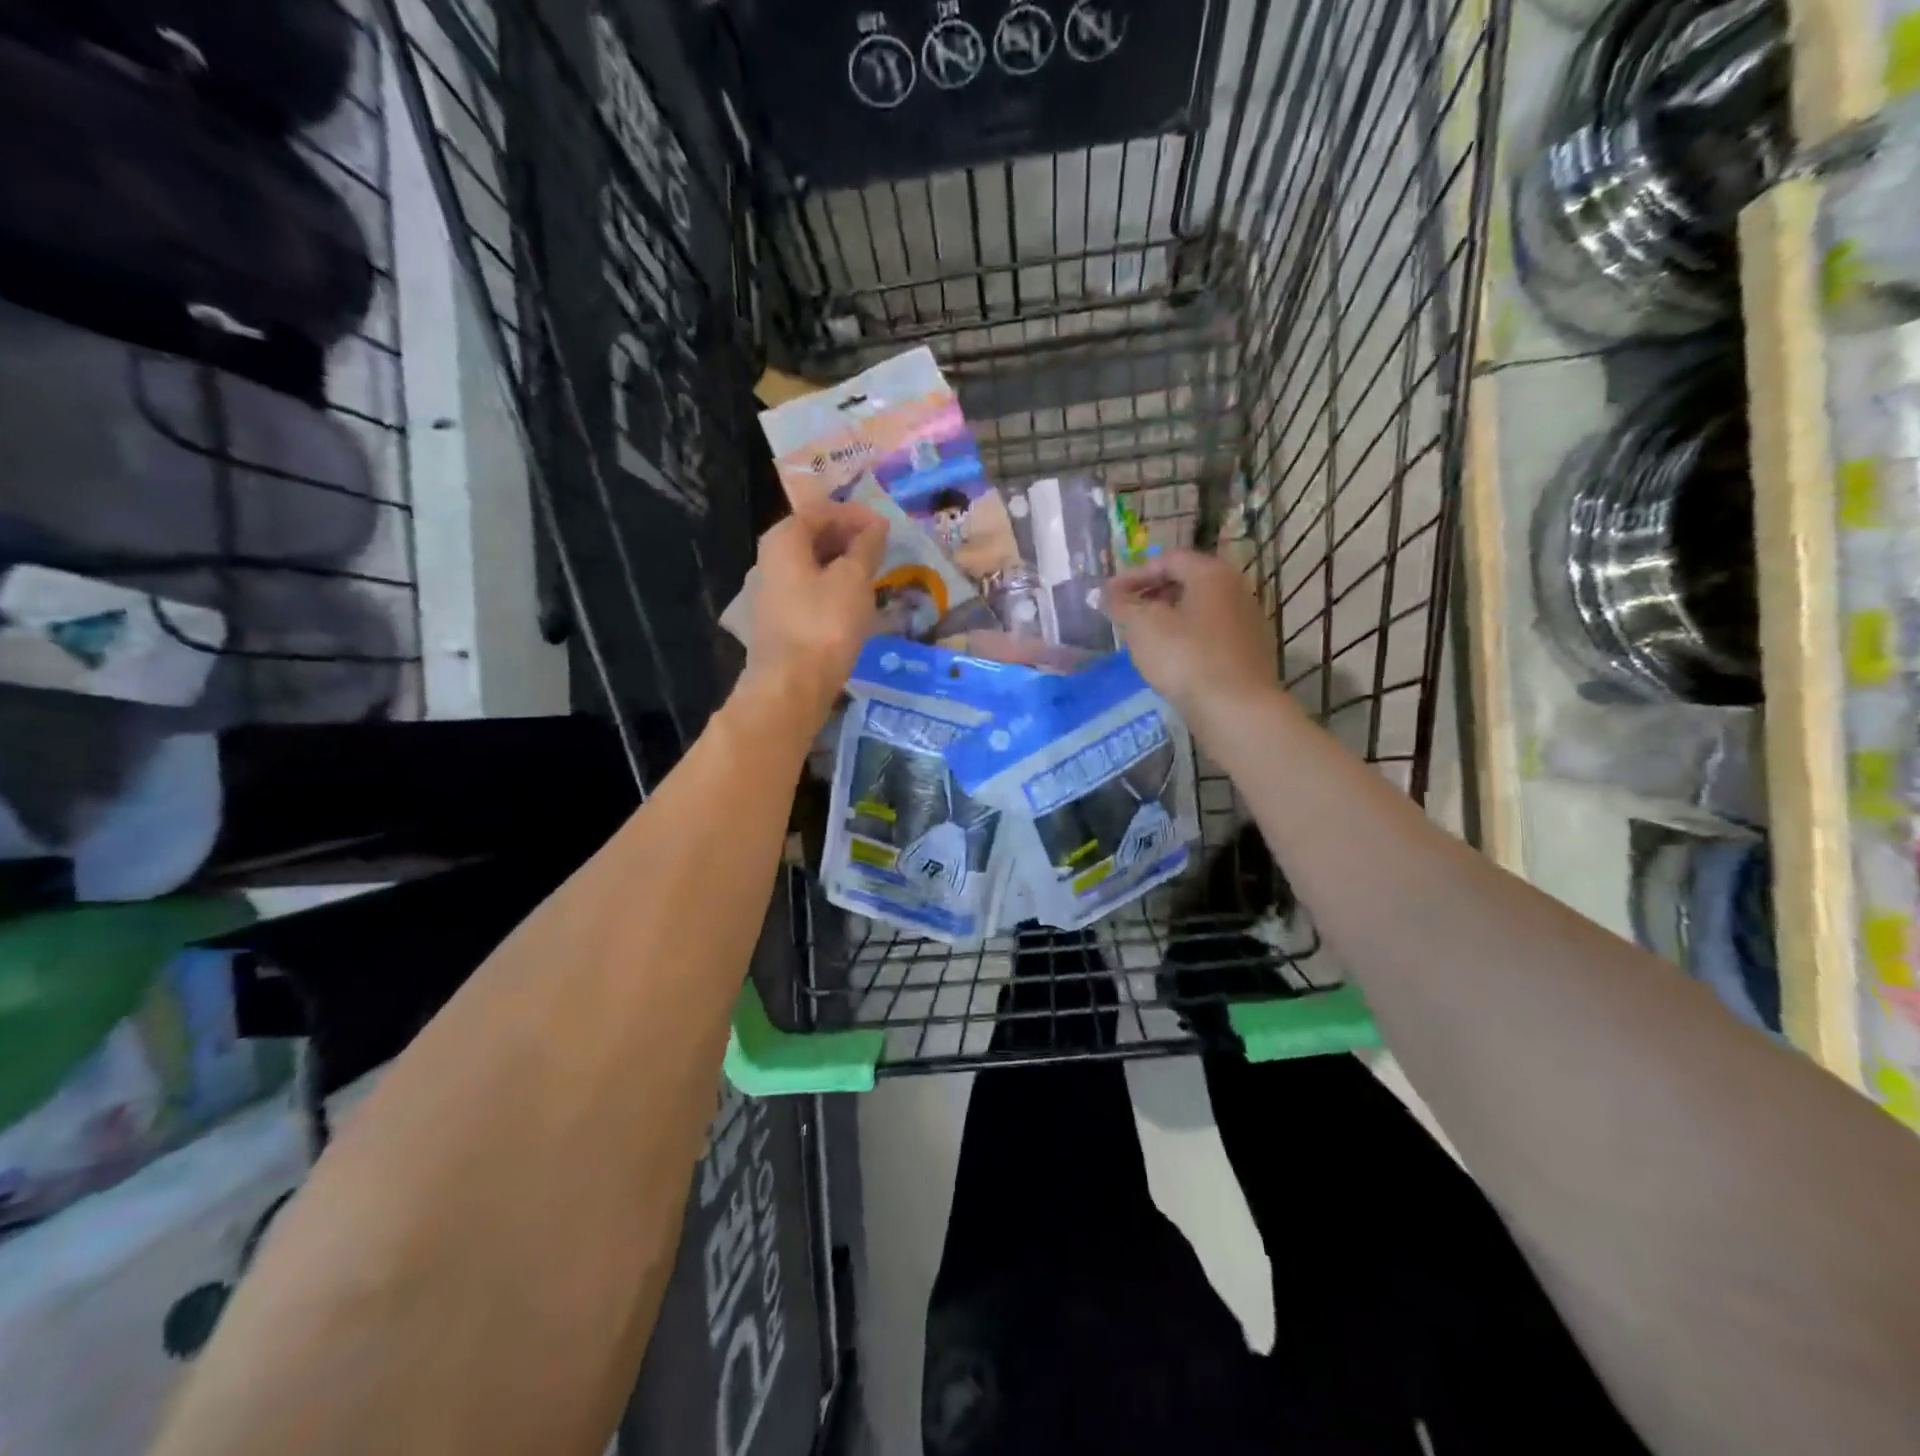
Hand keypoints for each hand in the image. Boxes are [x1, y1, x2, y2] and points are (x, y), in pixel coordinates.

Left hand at [742, 501, 887, 724]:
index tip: (885, 527)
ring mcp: (771, 592)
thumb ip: (866, 547)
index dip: (855, 515)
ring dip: (842, 565)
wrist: (792, 685)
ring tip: (873, 575)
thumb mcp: (854, 579)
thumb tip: (876, 526)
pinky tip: (854, 603)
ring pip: (811, 566)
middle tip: (881, 550)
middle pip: (812, 537)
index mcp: (783, 540)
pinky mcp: (779, 620)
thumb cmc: (825, 623)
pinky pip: (809, 591)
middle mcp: (770, 560)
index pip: (821, 511)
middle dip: (848, 538)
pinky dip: (832, 588)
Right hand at [1106, 549, 1277, 717]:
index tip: (1109, 595)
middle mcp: (1236, 589)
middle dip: (1151, 596)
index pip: (1168, 560)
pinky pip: (1210, 635)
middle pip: (1186, 582)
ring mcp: (1246, 622)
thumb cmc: (1186, 658)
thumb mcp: (1142, 627)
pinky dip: (1186, 639)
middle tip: (1125, 615)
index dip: (1134, 575)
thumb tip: (1104, 593)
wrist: (1236, 709)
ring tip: (1142, 640)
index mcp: (1212, 573)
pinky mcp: (1248, 652)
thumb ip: (1121, 605)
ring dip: (1168, 619)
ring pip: (1198, 610)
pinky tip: (1170, 661)